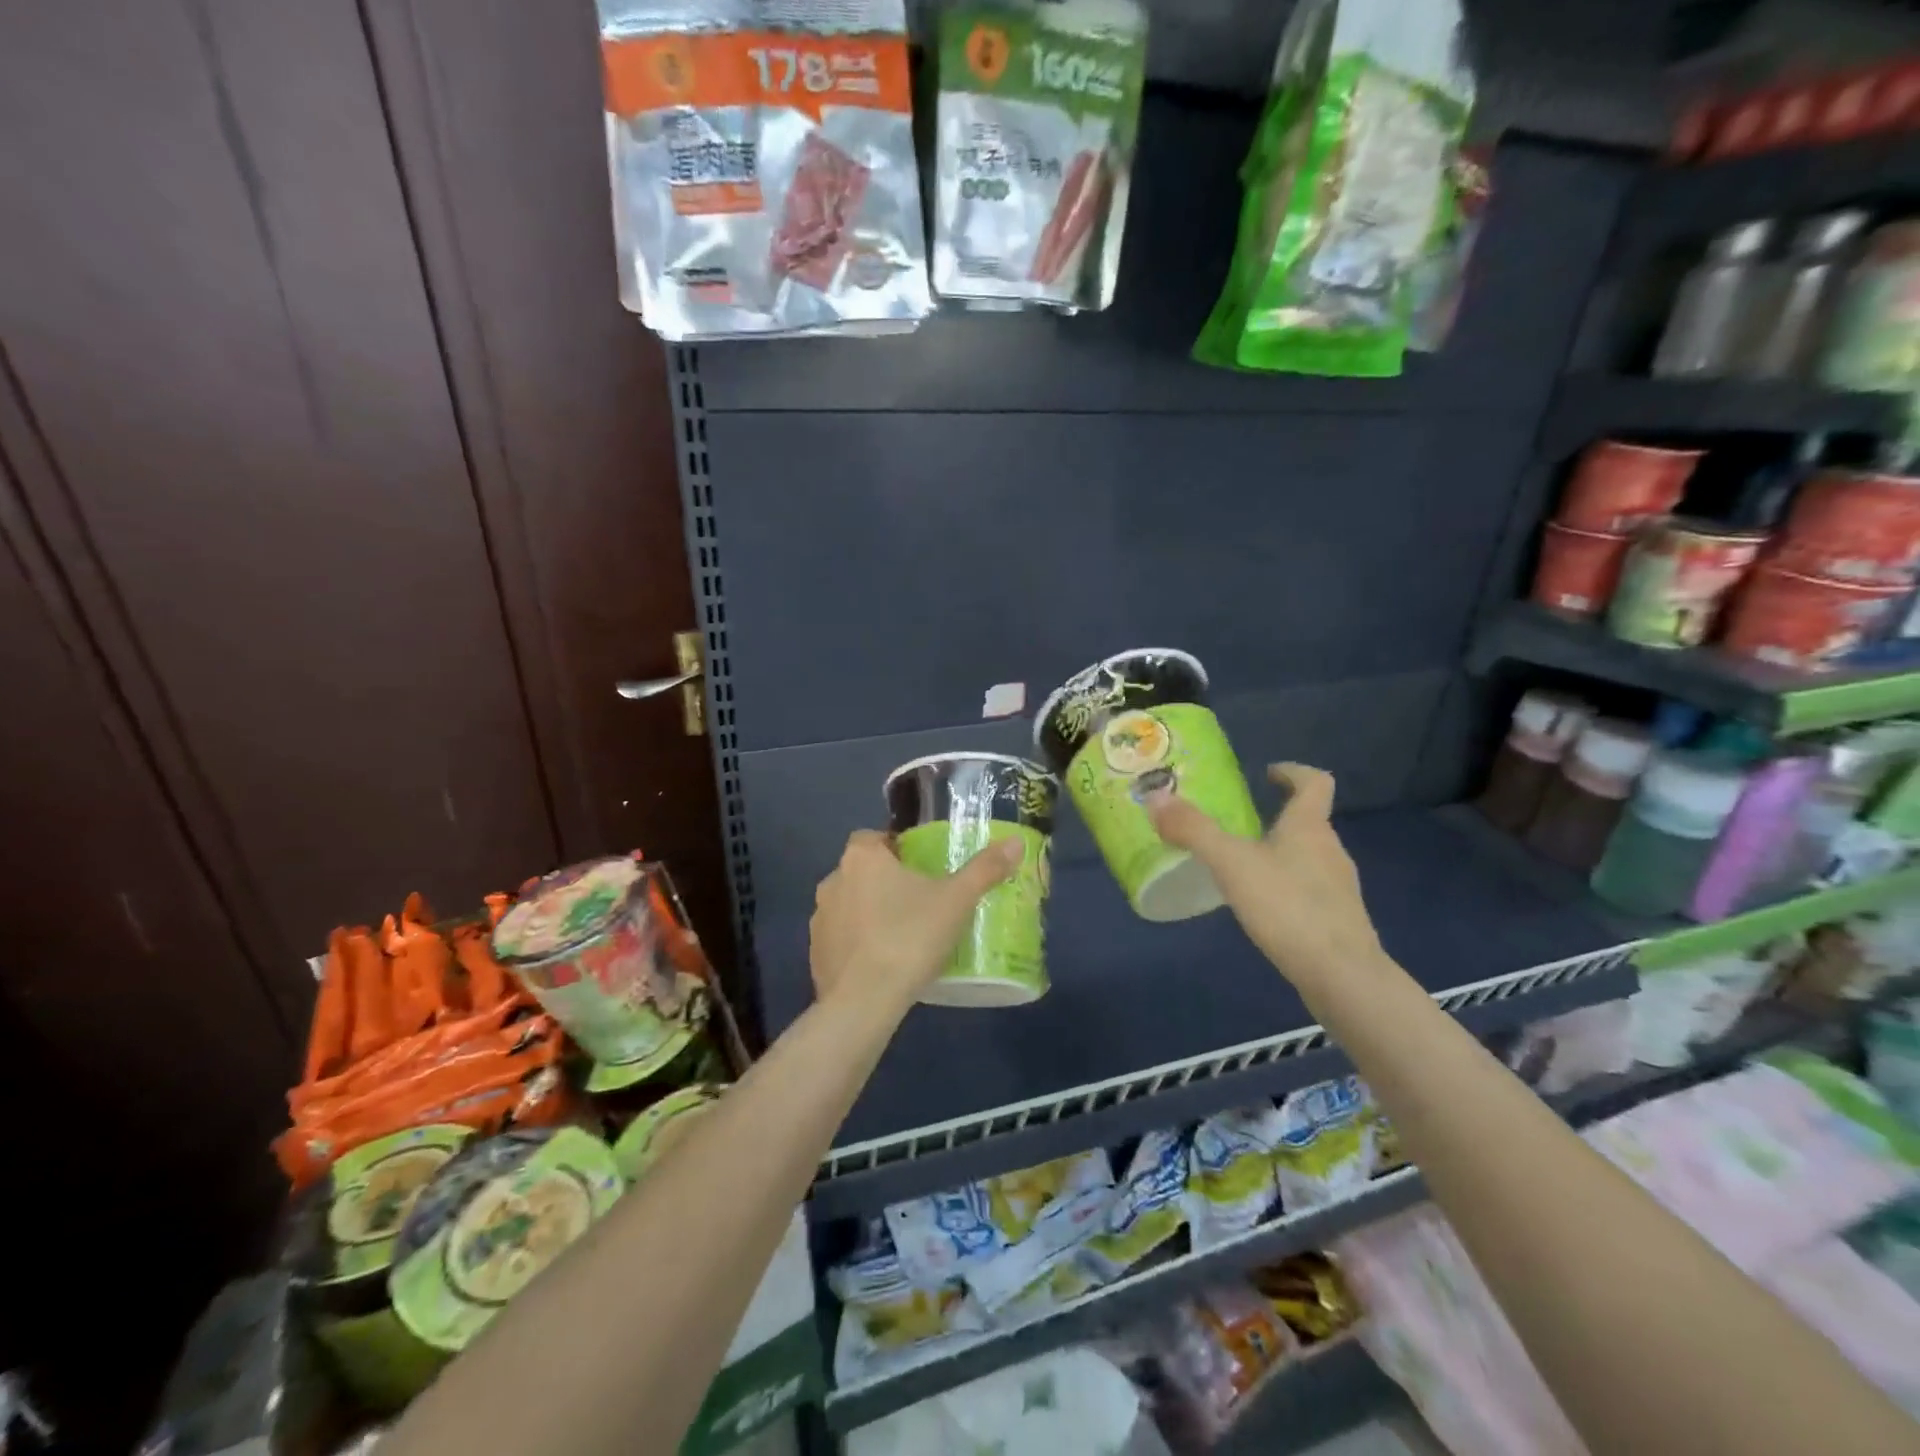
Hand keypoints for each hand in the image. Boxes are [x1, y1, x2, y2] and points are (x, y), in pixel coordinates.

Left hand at [809, 830, 1023, 1015]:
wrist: (865, 1001)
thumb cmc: (910, 937)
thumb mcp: (956, 901)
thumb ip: (985, 869)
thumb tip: (1015, 842)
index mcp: (862, 858)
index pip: (872, 837)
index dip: (894, 847)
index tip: (919, 866)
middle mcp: (833, 880)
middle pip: (861, 872)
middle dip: (884, 882)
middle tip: (919, 902)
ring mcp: (819, 920)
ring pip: (849, 906)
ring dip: (868, 914)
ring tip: (902, 936)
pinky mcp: (815, 954)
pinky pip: (839, 940)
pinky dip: (857, 946)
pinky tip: (882, 965)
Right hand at [1149, 763, 1383, 993]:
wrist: (1343, 976)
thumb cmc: (1288, 907)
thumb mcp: (1231, 864)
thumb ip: (1194, 830)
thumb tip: (1155, 797)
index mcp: (1309, 827)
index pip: (1314, 783)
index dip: (1293, 772)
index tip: (1268, 773)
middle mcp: (1330, 850)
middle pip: (1309, 821)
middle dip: (1277, 816)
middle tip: (1238, 823)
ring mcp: (1339, 887)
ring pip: (1309, 857)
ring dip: (1281, 852)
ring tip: (1243, 866)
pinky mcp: (1339, 920)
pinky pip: (1309, 889)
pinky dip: (1286, 886)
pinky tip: (1263, 907)